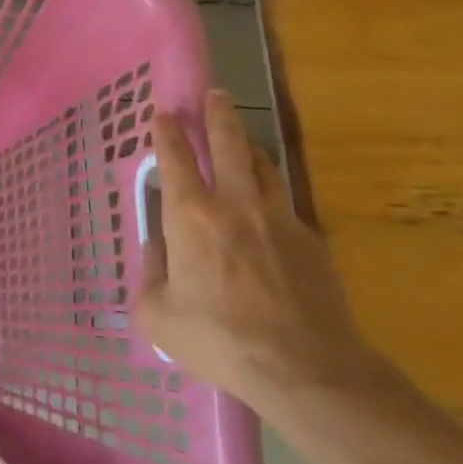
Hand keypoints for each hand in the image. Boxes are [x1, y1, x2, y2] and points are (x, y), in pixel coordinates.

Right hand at [136, 90, 384, 416]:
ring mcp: (279, 219)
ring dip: (249, 147)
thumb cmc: (219, 339)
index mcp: (190, 217)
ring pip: (264, 167)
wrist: (306, 368)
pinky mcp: (311, 240)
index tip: (163, 114)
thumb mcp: (157, 315)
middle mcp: (235, 205)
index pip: (176, 159)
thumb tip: (157, 252)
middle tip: (216, 95)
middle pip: (229, 144)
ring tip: (242, 141)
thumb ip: (151, 276)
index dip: (167, 133)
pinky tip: (267, 207)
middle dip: (218, 115)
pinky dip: (271, 193)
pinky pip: (285, 203)